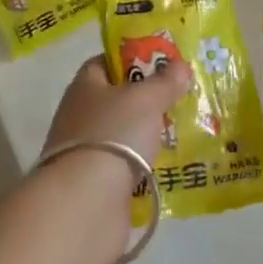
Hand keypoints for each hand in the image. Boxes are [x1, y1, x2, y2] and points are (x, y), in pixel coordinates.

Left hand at [38, 55, 191, 261]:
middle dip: (146, 99)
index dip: (133, 58)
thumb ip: (165, 81)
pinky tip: (169, 165)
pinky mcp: (96, 186)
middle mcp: (80, 115)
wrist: (86, 205)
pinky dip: (144, 166)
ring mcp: (87, 152)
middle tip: (179, 97)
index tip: (162, 63)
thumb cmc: (114, 135)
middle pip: (117, 99)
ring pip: (123, 134)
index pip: (107, 62)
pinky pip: (126, 167)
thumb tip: (180, 65)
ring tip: (182, 131)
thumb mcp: (146, 99)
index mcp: (85, 86)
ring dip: (147, 135)